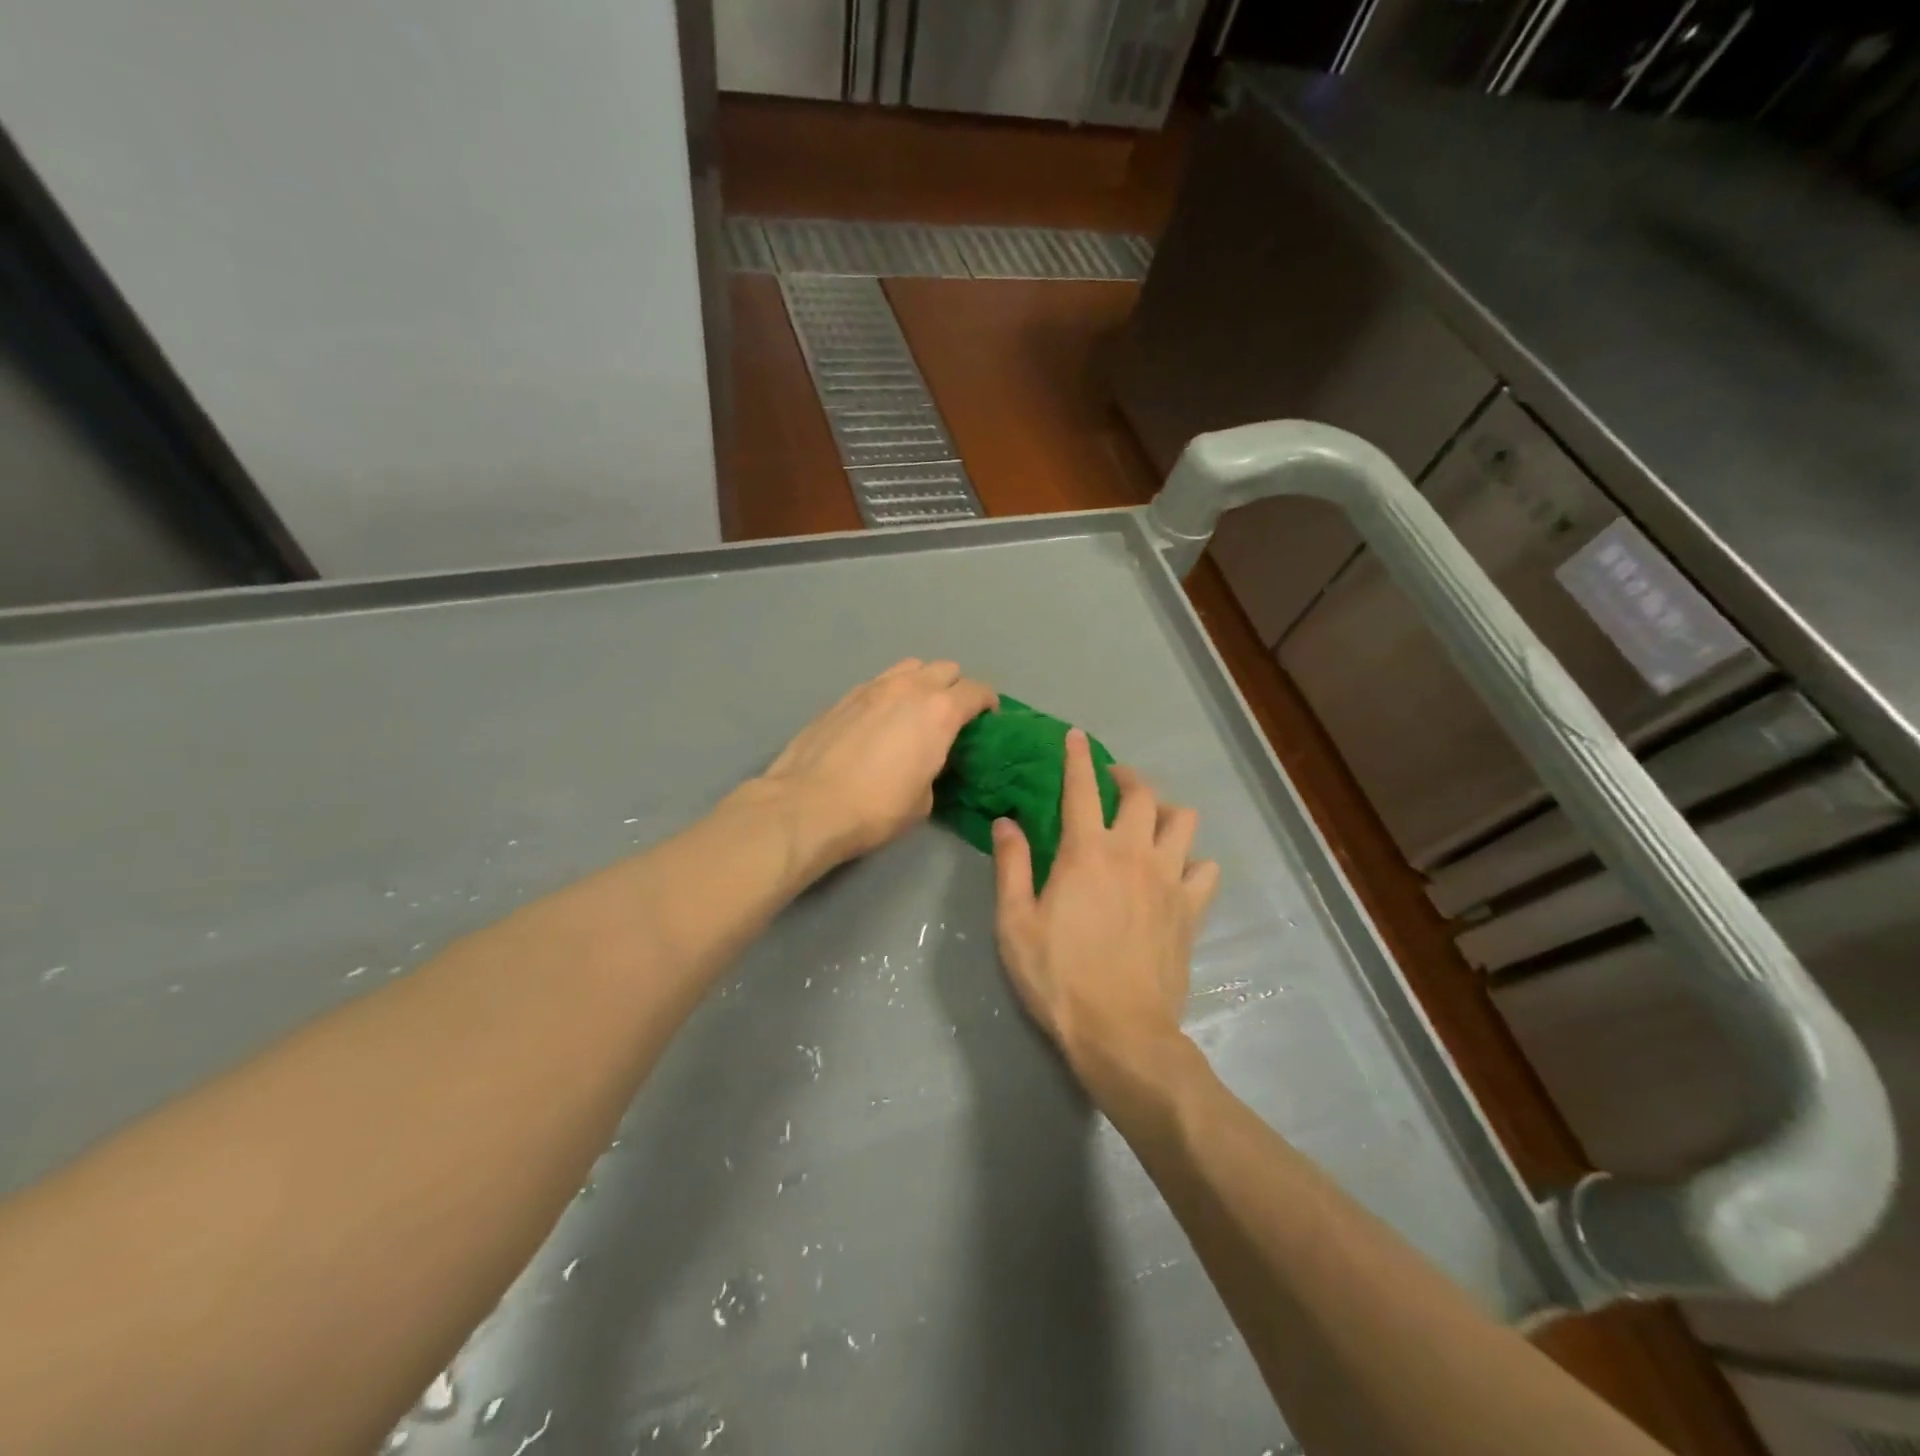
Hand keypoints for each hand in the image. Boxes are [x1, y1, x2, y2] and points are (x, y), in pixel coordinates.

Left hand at [759, 659, 996, 868]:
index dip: (988, 703)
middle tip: (953, 716)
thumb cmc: (875, 809)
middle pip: (945, 669)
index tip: (988, 719)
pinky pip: (880, 681)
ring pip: (910, 667)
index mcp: (939, 712)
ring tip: (916, 710)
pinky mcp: (844, 696)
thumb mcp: (924, 800)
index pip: (977, 691)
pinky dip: (890, 692)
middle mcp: (909, 688)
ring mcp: (873, 687)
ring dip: (922, 682)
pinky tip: (881, 719)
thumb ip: (936, 767)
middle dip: (956, 688)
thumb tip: (929, 761)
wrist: (807, 805)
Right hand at [992, 728, 1219, 1078]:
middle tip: (1112, 780)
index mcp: (1087, 852)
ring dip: (1165, 811)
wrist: (1120, 1032)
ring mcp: (1170, 881)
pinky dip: (1194, 861)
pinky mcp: (1191, 910)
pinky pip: (1206, 869)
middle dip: (1126, 776)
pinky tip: (1179, 871)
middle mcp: (1134, 854)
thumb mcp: (1015, 922)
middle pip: (1142, 794)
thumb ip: (1011, 865)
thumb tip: (1006, 822)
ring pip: (1183, 822)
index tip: (1076, 736)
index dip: (1077, 757)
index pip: (1082, 788)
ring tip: (1149, 820)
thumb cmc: (1058, 976)